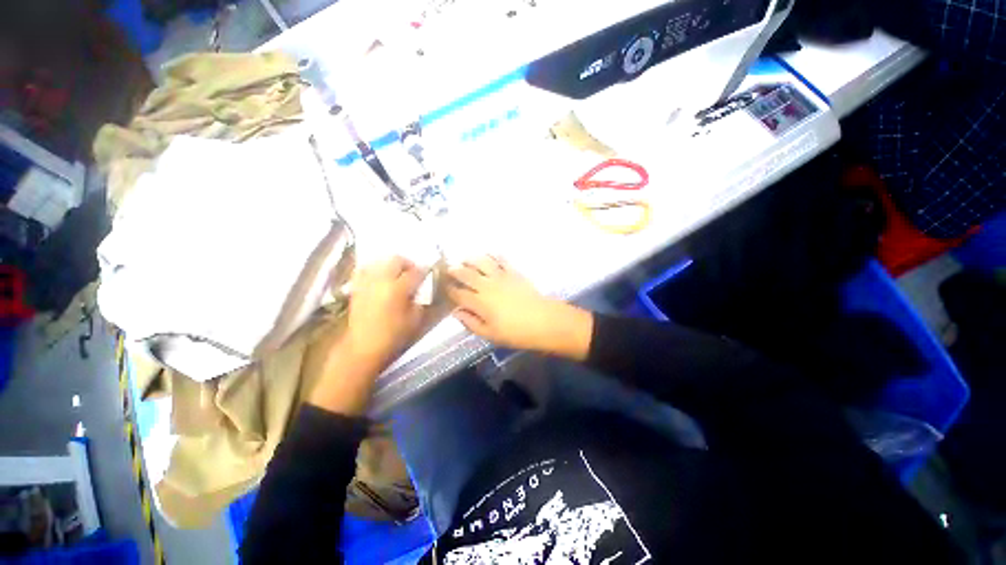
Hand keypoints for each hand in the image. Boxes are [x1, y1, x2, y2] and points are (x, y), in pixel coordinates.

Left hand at [344, 256, 425, 368]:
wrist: (364, 346)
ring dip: (391, 264)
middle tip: (412, 271)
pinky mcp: (357, 287)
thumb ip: (420, 300)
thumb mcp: (414, 319)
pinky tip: (380, 276)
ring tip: (396, 273)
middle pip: (396, 259)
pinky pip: (365, 269)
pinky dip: (375, 269)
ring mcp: (367, 282)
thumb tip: (420, 289)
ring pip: (380, 261)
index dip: (424, 271)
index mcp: (398, 289)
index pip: (415, 272)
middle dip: (407, 263)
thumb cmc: (393, 335)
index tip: (429, 272)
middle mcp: (381, 281)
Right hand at [447, 256, 592, 359]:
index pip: (458, 293)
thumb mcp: (490, 334)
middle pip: (465, 274)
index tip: (443, 288)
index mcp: (479, 302)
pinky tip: (489, 255)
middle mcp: (486, 285)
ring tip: (464, 259)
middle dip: (454, 271)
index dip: (448, 290)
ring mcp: (501, 276)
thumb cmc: (516, 333)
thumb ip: (471, 322)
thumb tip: (456, 312)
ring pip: (481, 262)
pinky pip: (501, 260)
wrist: (544, 321)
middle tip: (448, 270)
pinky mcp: (514, 272)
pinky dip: (493, 255)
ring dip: (470, 259)